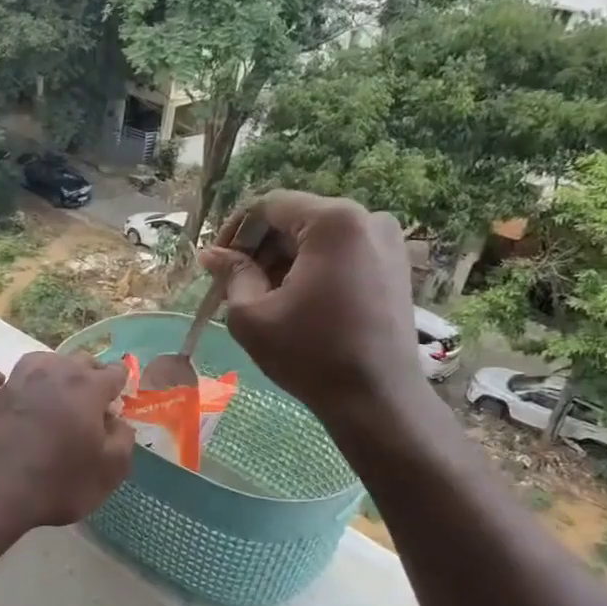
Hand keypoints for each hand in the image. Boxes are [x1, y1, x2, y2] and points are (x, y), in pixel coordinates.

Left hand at [0, 352, 134, 531]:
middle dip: (89, 375)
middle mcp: (50, 375)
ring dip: (49, 370)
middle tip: (91, 402)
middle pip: (77, 360)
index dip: (120, 385)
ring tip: (53, 391)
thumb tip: (117, 422)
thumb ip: (122, 440)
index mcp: (86, 388)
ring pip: (37, 360)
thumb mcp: (109, 472)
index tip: (117, 403)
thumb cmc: (57, 484)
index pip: (114, 371)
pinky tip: (2, 391)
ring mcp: (13, 383)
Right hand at [199, 191, 423, 421]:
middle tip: (234, 284)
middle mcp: (368, 219)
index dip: (235, 231)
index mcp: (334, 221)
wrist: (377, 399)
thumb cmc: (309, 355)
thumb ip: (231, 275)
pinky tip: (296, 303)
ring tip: (263, 298)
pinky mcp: (395, 267)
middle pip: (296, 219)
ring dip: (284, 261)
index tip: (216, 264)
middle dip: (260, 248)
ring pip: (317, 238)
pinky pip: (341, 254)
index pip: (269, 206)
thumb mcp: (252, 315)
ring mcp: (388, 243)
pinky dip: (312, 270)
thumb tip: (211, 254)